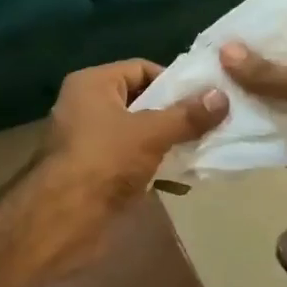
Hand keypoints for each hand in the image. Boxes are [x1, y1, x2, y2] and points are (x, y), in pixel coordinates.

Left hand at [39, 59, 225, 209]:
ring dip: (169, 143)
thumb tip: (223, 96)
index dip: (173, 82)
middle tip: (212, 125)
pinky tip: (183, 181)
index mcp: (92, 84)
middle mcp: (87, 106)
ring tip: (204, 151)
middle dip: (175, 115)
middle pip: (141, 102)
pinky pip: (132, 161)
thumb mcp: (151, 133)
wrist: (63, 218)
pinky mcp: (95, 172)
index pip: (141, 69)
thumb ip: (187, 116)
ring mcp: (90, 141)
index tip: (205, 98)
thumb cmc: (104, 160)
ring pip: (138, 134)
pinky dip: (155, 167)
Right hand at [221, 42, 286, 255]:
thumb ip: (270, 74)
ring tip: (199, 91)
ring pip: (269, 110)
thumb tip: (225, 49)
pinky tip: (212, 125)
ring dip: (241, 105)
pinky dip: (246, 134)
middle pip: (278, 78)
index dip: (262, 43)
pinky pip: (267, 140)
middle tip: (202, 64)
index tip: (222, 38)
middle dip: (244, 75)